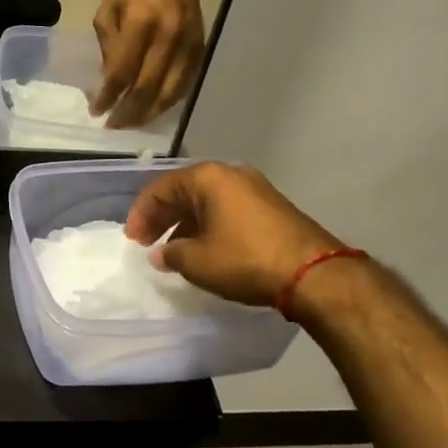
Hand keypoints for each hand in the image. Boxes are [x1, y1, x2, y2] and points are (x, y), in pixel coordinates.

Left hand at [91, 0, 203, 128]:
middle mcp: (169, 35)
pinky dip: (168, 101)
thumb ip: (110, 48)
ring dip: (149, 112)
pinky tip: (153, 109)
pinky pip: (185, 84)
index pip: (123, 71)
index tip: (96, 111)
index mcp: (141, 21)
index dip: (109, 96)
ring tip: (131, 123)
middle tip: (113, 126)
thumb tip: (110, 84)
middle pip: (148, 87)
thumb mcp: (108, 12)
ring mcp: (188, 43)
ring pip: (170, 91)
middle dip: (128, 112)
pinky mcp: (201, 48)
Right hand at [125, 162, 345, 307]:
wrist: (314, 273)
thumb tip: (162, 253)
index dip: (141, 214)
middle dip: (163, 218)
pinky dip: (209, 226)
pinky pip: (227, 210)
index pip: (160, 188)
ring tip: (175, 251)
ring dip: (186, 224)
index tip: (133, 241)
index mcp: (208, 177)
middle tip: (148, 244)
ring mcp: (255, 189)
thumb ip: (172, 254)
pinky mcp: (271, 207)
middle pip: (184, 191)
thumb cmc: (246, 259)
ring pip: (207, 202)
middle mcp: (230, 174)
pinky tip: (205, 250)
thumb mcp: (198, 261)